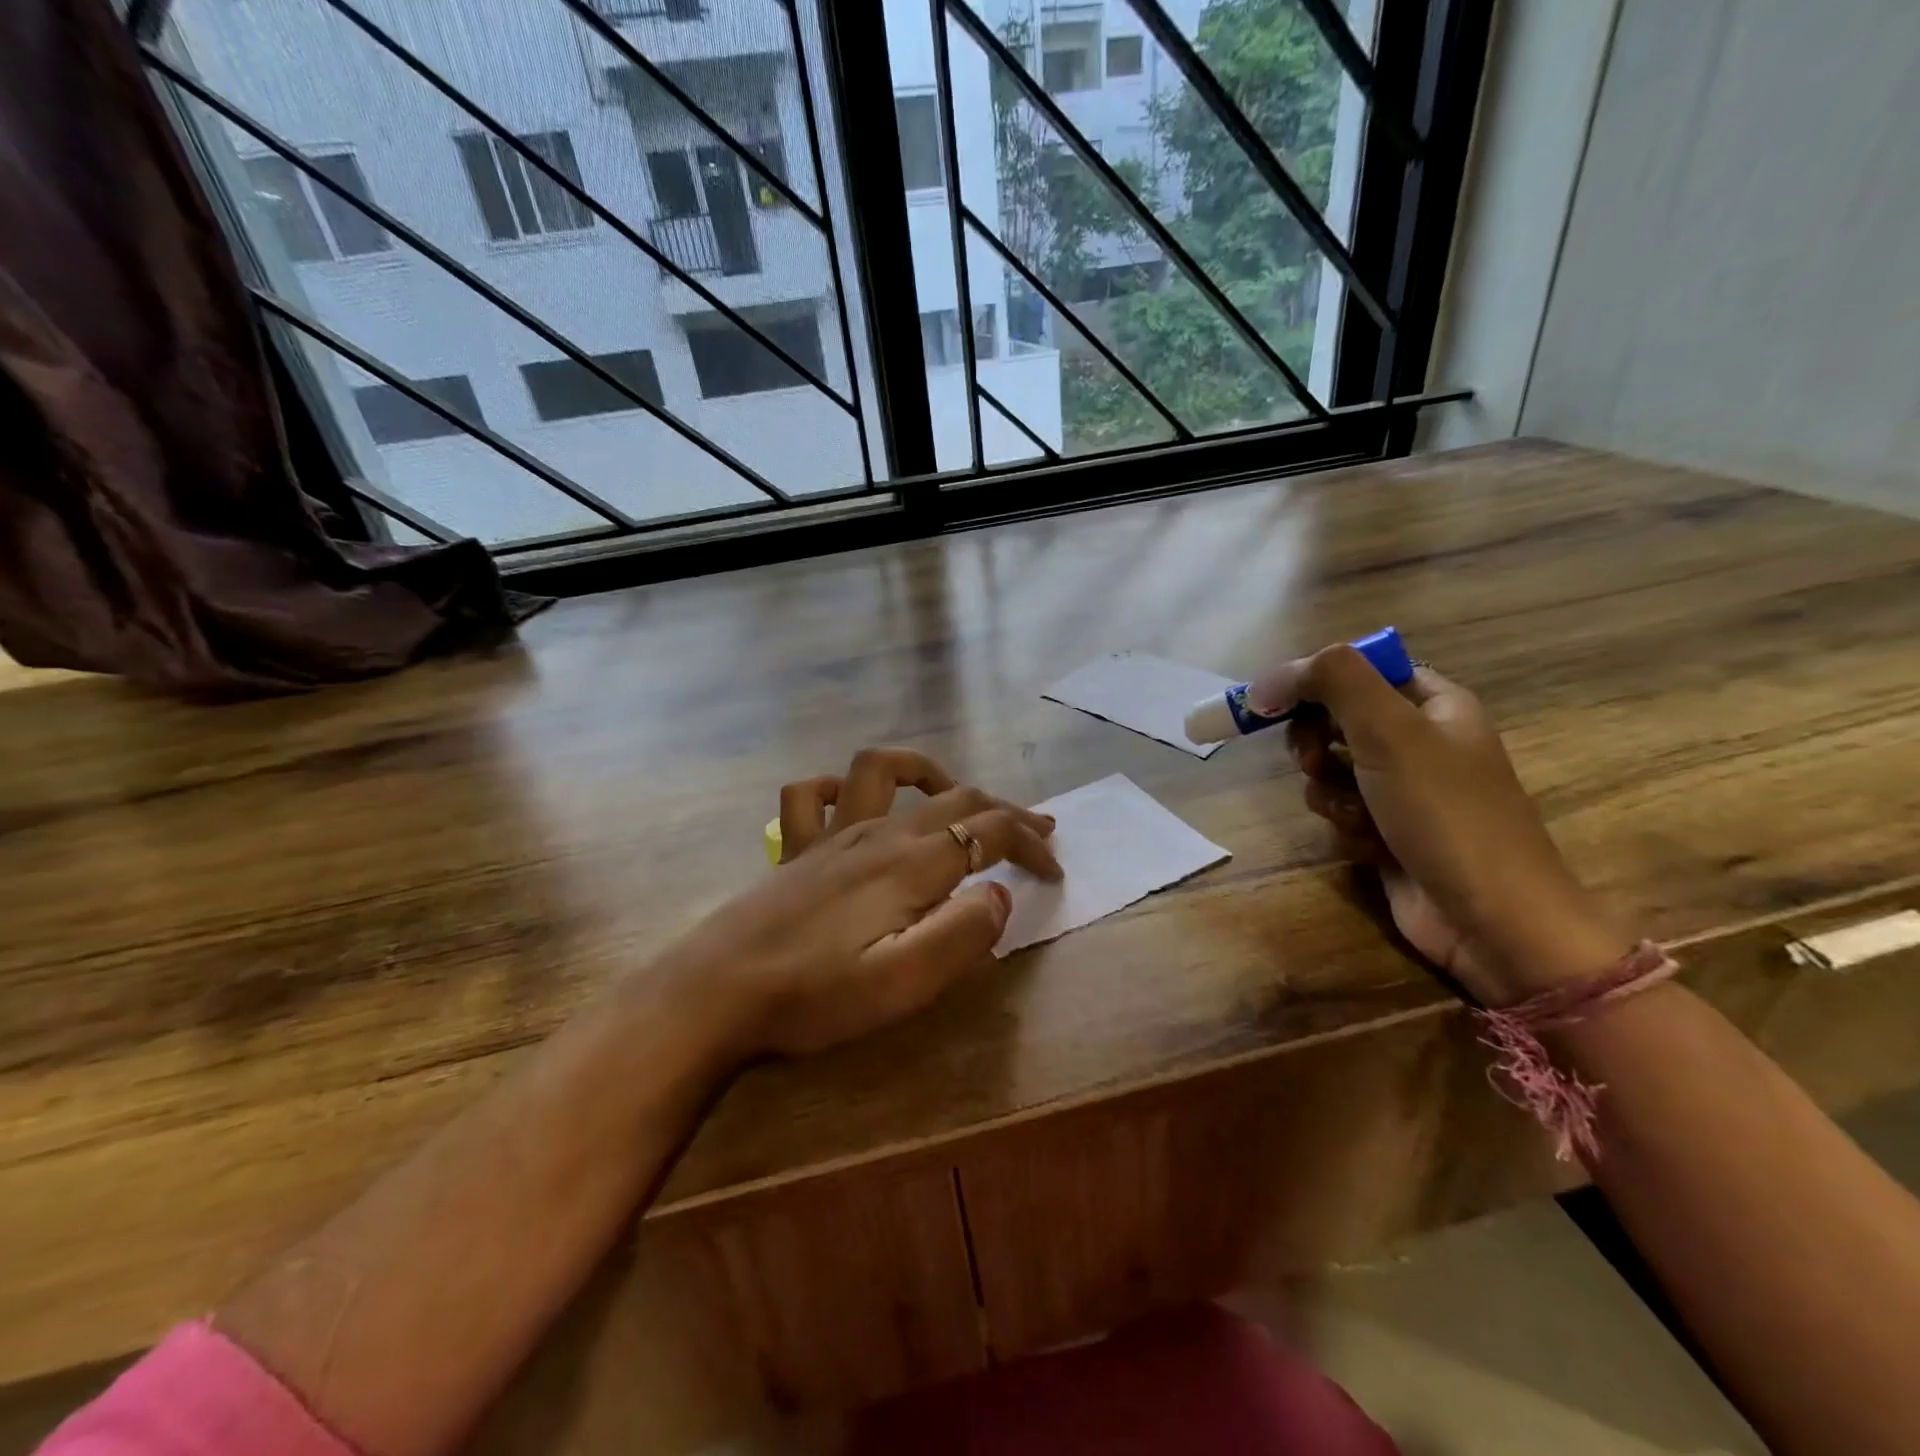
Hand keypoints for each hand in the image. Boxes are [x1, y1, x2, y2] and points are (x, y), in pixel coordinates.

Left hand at [658, 747, 1060, 1058]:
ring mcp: (831, 833)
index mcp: (911, 863)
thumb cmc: (816, 994)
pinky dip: (840, 788)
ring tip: (953, 797)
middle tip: (1036, 832)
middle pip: (956, 797)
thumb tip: (997, 892)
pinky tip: (855, 806)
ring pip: (886, 770)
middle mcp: (877, 832)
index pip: (990, 832)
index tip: (1055, 872)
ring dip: (929, 773)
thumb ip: (963, 933)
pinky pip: (812, 794)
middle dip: (1004, 810)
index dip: (1030, 844)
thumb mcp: (904, 981)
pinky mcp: (796, 848)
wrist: (717, 992)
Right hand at [1253, 645, 1626, 1005]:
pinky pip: (1340, 813)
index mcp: (1433, 703)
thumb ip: (1332, 682)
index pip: (1358, 670)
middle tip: (1315, 762)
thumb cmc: (1445, 812)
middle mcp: (1418, 741)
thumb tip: (1268, 679)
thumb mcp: (1390, 730)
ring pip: (1329, 771)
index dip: (1313, 681)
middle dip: (1315, 744)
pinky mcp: (1387, 832)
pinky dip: (1345, 827)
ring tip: (1355, 815)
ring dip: (1329, 792)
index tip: (1274, 703)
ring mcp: (1402, 790)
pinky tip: (1368, 846)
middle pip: (1334, 720)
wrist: (1491, 917)